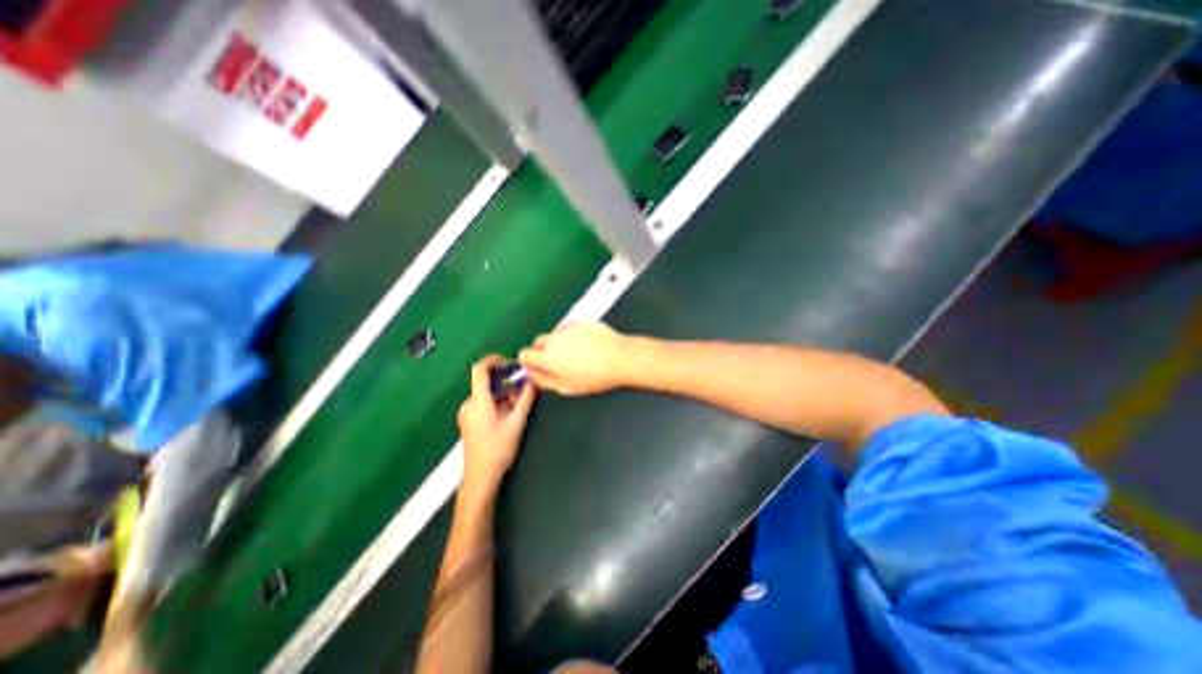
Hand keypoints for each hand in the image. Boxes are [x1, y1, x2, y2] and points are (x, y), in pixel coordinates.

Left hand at [459, 356, 536, 491]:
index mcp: (478, 401)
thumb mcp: (516, 423)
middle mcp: (468, 404)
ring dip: (502, 395)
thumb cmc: (498, 449)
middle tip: (522, 392)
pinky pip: (482, 404)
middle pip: (486, 383)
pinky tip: (507, 417)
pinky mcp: (467, 421)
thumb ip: (525, 399)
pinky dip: (496, 403)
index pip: (479, 369)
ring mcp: (466, 413)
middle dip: (505, 384)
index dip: (493, 360)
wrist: (480, 477)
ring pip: (486, 394)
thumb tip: (532, 381)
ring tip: (517, 408)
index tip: (509, 362)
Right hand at [523, 321, 638, 394]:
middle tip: (559, 362)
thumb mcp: (567, 387)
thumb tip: (532, 374)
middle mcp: (554, 339)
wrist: (620, 358)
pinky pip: (568, 328)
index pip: (524, 354)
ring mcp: (567, 327)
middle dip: (543, 351)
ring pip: (554, 334)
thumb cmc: (595, 377)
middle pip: (538, 342)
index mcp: (547, 357)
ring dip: (558, 342)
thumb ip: (544, 380)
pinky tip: (586, 343)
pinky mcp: (580, 320)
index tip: (539, 367)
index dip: (529, 362)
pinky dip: (571, 334)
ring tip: (577, 353)